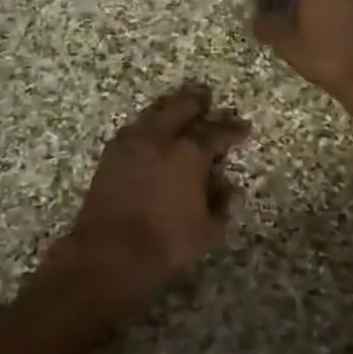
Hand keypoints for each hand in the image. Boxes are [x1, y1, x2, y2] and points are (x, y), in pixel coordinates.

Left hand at [41, 85, 249, 326]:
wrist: (109, 253)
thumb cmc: (166, 243)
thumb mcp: (208, 229)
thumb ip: (220, 203)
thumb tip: (223, 185)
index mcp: (189, 153)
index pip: (217, 132)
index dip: (233, 129)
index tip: (243, 127)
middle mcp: (160, 138)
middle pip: (181, 107)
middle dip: (197, 102)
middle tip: (207, 100)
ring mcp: (131, 142)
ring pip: (154, 113)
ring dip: (169, 109)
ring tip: (178, 111)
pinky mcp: (110, 154)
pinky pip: (134, 129)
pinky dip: (147, 127)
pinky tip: (151, 134)